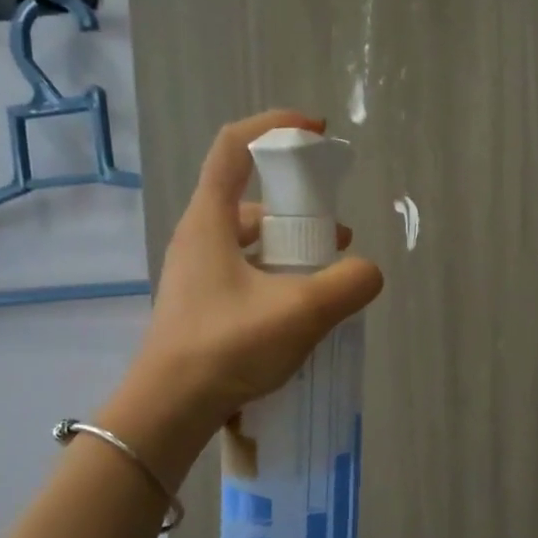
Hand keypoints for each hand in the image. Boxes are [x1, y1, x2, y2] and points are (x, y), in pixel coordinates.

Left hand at [123, 110, 383, 447]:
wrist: (168, 410)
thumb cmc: (227, 347)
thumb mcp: (300, 312)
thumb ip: (347, 285)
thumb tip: (369, 272)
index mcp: (209, 221)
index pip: (234, 146)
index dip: (275, 127)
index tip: (316, 132)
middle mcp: (197, 238)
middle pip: (249, 199)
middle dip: (298, 208)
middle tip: (335, 236)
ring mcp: (195, 274)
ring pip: (249, 242)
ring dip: (290, 248)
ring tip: (327, 278)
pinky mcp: (201, 306)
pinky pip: (245, 274)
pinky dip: (277, 278)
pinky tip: (299, 310)